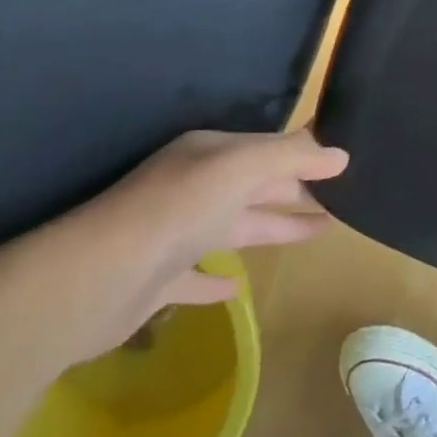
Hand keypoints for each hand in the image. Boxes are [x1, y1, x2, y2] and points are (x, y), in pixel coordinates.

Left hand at [9, 129, 347, 360]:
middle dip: (298, 190)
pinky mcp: (157, 280)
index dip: (306, 156)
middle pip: (256, 186)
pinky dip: (219, 280)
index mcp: (209, 156)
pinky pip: (198, 276)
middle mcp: (192, 188)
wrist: (93, 278)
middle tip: (344, 198)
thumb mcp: (241, 167)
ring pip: (237, 226)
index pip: (268, 150)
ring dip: (275, 226)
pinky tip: (239, 286)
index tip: (344, 163)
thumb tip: (341, 154)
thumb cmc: (176, 209)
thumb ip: (292, 157)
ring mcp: (173, 235)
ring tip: (321, 231)